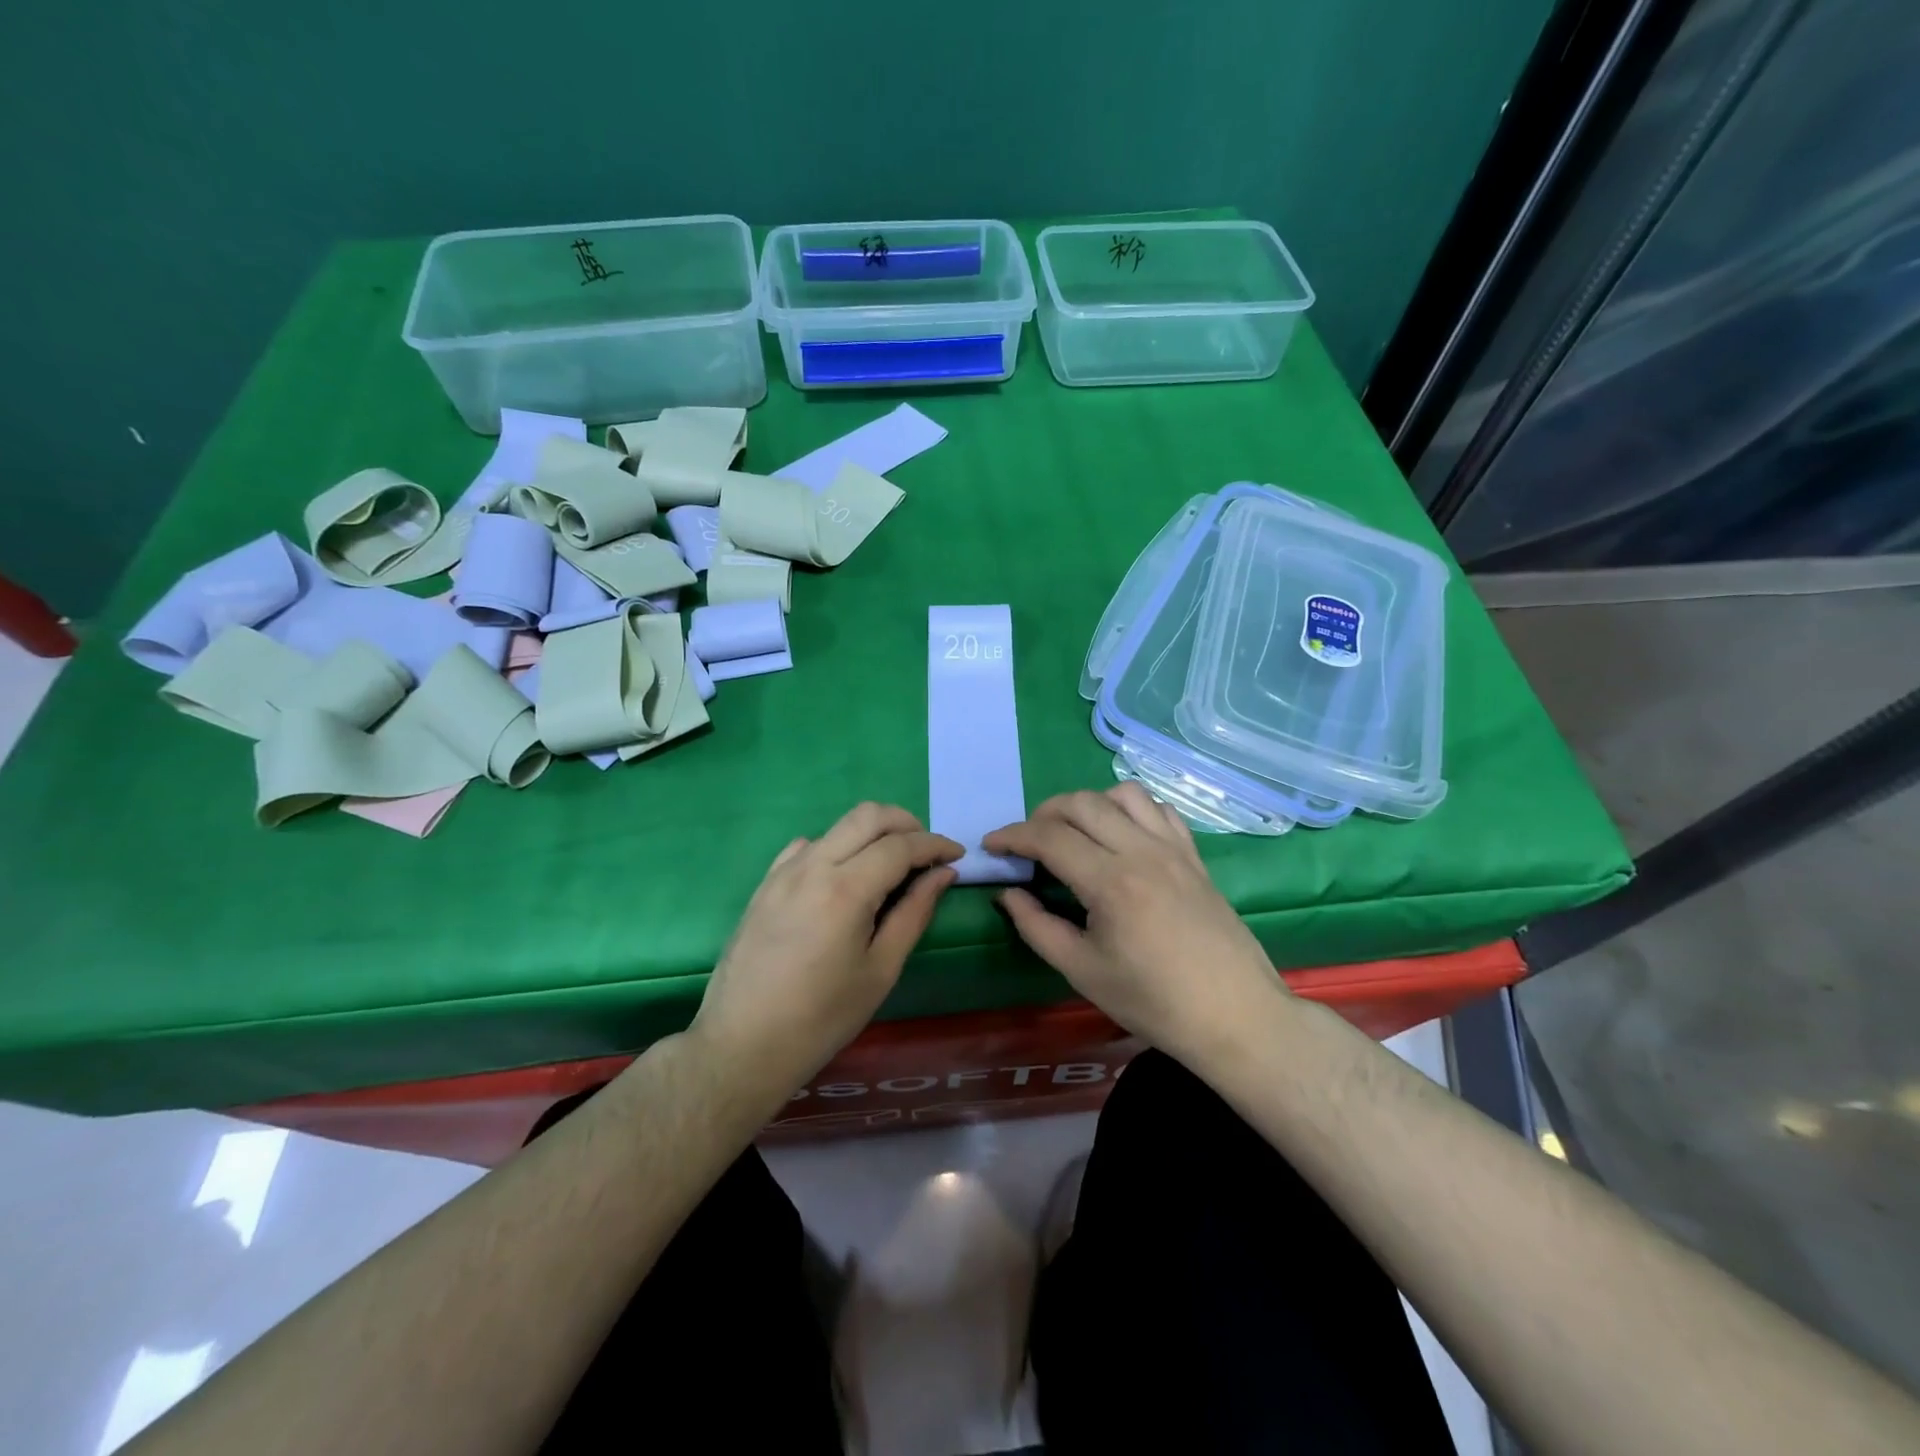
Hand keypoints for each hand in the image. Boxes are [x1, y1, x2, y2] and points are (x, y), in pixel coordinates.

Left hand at [692, 803, 962, 1096]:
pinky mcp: (766, 883)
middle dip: (906, 824)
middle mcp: (813, 865)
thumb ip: (914, 914)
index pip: (900, 845)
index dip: (935, 845)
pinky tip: (844, 878)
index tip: (957, 855)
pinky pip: (808, 846)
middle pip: (868, 815)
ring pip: (838, 826)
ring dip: (872, 833)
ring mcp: (784, 871)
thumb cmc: (822, 1018)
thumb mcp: (880, 970)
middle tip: (927, 852)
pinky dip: (837, 847)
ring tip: (891, 867)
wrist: (742, 1044)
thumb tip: (942, 875)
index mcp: (846, 889)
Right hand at [984, 784, 1285, 1061]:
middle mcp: (1142, 851)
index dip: (1012, 835)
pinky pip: (1158, 809)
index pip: (1049, 837)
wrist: (1235, 1017)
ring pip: (1122, 794)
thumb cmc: (1153, 1003)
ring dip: (1087, 804)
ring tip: (1073, 833)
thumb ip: (1036, 927)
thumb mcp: (1082, 972)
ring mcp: (1173, 849)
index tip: (991, 844)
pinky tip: (1121, 835)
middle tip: (1027, 842)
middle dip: (1043, 813)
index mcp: (1110, 882)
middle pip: (1081, 803)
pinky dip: (1130, 809)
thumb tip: (1009, 894)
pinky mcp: (1194, 856)